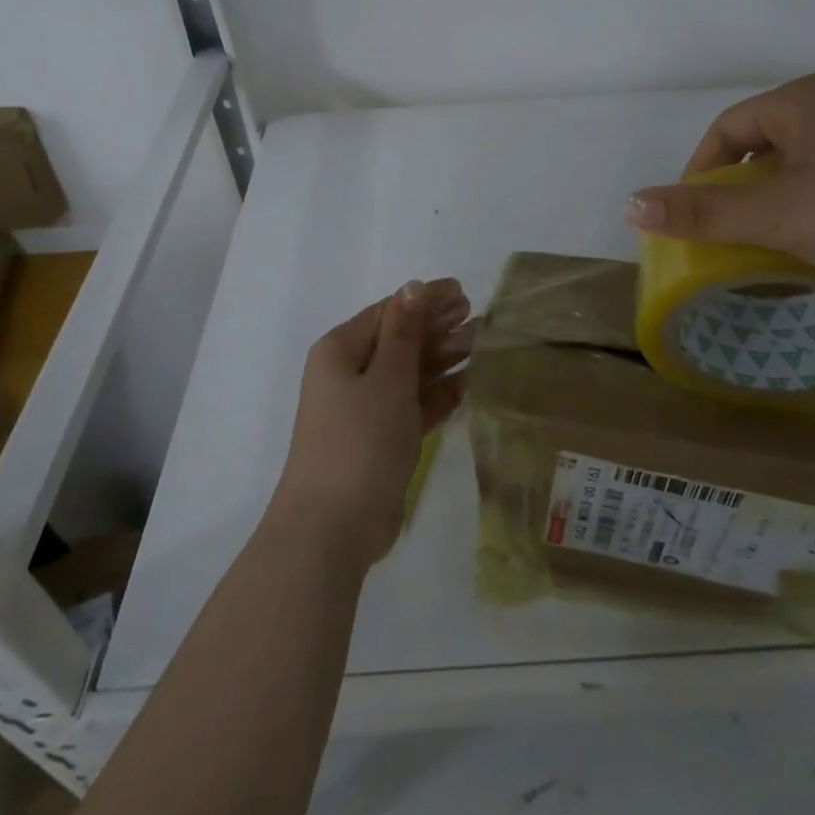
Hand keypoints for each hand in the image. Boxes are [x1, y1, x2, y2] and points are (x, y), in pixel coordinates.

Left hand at [270, 278, 471, 571]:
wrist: (333, 527)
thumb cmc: (360, 439)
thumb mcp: (387, 377)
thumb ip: (404, 332)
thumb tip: (412, 287)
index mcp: (341, 350)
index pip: (389, 312)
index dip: (425, 300)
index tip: (464, 292)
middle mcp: (350, 374)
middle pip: (399, 340)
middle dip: (438, 328)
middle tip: (478, 318)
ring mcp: (365, 409)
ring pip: (409, 373)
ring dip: (443, 358)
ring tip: (481, 344)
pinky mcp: (381, 440)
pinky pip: (413, 405)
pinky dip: (438, 393)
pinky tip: (468, 383)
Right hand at [624, 73, 814, 301]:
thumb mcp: (780, 216)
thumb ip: (703, 213)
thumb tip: (629, 205)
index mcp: (806, 98)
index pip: (728, 128)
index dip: (699, 173)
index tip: (693, 220)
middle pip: (763, 147)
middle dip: (738, 194)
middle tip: (728, 239)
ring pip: (800, 168)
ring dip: (775, 206)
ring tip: (770, 249)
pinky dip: (813, 211)